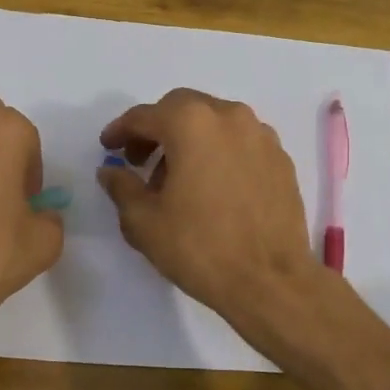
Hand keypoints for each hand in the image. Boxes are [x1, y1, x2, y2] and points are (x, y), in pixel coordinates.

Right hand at [97, 88, 318, 324]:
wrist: (270, 280)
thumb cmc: (200, 247)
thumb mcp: (144, 222)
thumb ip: (122, 187)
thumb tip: (111, 171)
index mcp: (191, 124)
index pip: (145, 116)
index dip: (121, 130)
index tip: (108, 147)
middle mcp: (229, 116)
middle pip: (182, 108)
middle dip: (157, 129)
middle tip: (140, 160)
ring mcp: (261, 136)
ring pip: (215, 122)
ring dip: (190, 140)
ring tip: (177, 179)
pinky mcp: (281, 159)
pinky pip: (240, 142)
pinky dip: (219, 152)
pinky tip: (213, 187)